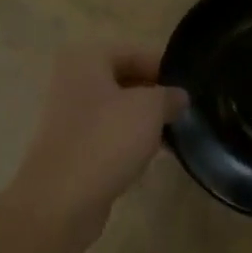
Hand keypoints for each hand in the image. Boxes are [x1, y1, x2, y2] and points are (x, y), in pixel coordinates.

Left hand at [0, 45, 185, 240]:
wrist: (61, 200)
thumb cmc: (106, 139)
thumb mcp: (150, 108)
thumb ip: (169, 96)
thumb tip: (178, 97)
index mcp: (85, 59)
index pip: (134, 52)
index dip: (164, 68)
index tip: (189, 87)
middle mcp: (72, 81)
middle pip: (124, 79)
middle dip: (154, 94)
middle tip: (184, 111)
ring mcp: (68, 117)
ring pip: (117, 109)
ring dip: (144, 120)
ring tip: (174, 134)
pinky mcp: (71, 148)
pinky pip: (108, 135)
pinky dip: (129, 142)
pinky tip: (152, 156)